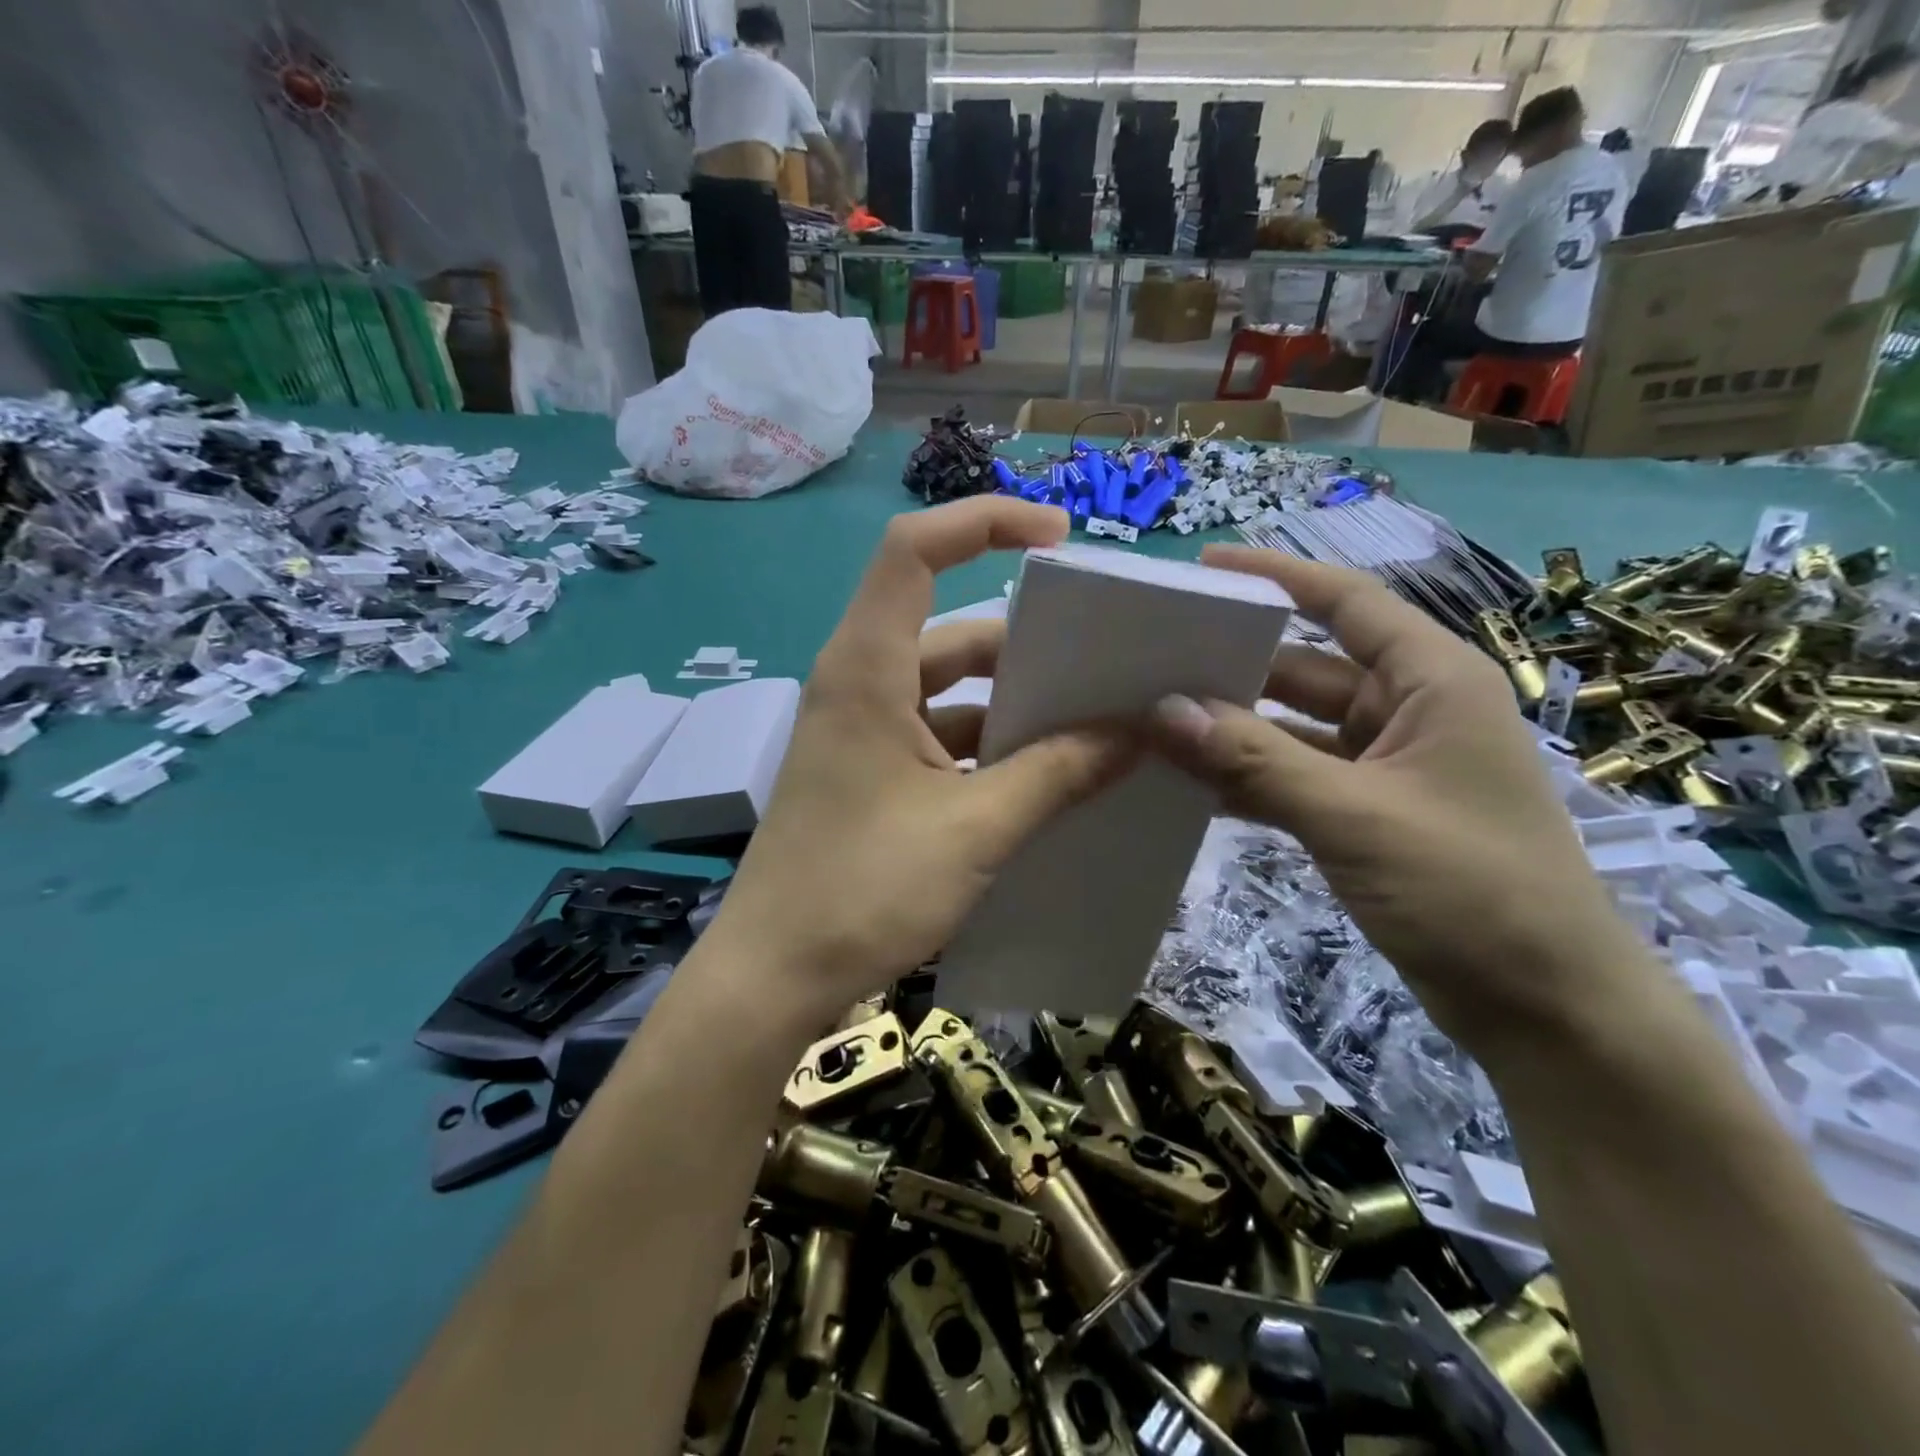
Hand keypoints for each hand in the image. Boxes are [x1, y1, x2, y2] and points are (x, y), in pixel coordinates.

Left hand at [712, 499, 1137, 1027]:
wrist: (774, 978)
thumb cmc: (863, 889)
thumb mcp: (976, 828)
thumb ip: (1059, 773)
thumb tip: (1137, 733)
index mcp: (866, 668)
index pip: (914, 550)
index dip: (984, 522)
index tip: (1059, 539)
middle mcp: (860, 685)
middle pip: (949, 629)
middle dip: (1027, 641)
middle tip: (1106, 658)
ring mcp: (864, 732)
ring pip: (950, 690)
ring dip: (1014, 703)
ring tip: (1095, 721)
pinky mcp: (871, 774)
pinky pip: (941, 736)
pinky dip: (992, 747)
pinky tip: (1048, 775)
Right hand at [1149, 545, 1646, 1053]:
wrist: (1546, 1008)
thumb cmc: (1470, 889)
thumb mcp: (1353, 815)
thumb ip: (1253, 760)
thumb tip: (1162, 710)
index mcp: (1432, 681)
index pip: (1346, 603)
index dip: (1277, 577)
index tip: (1204, 568)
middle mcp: (1410, 710)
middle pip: (1306, 668)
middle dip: (1234, 668)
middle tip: (1153, 663)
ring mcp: (1388, 766)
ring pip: (1294, 730)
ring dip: (1233, 731)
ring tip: (1155, 723)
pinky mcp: (1369, 813)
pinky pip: (1295, 778)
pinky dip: (1250, 780)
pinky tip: (1191, 786)